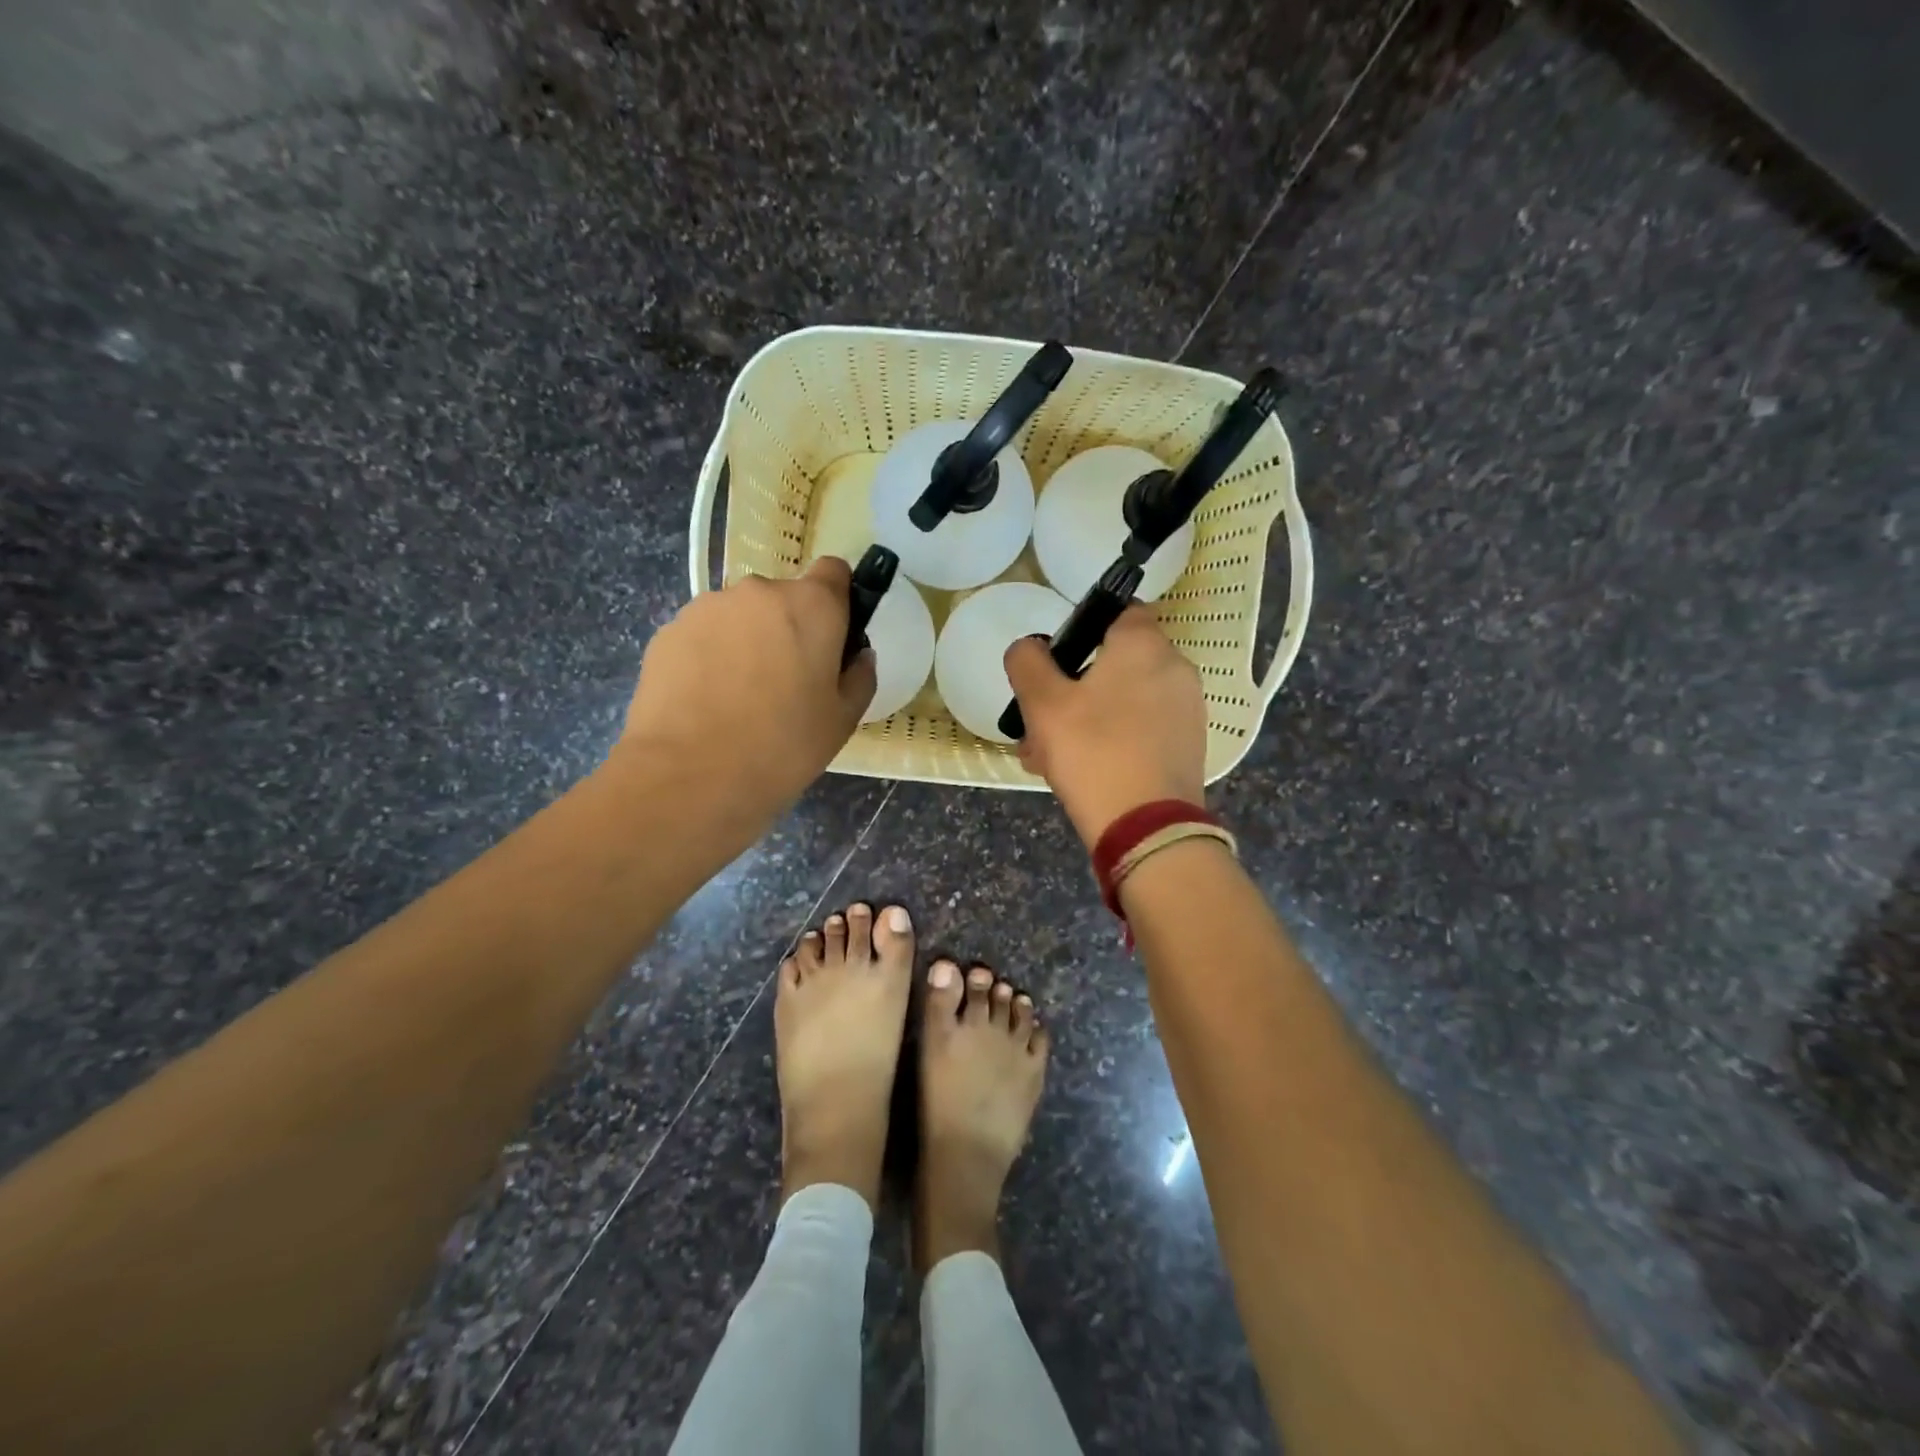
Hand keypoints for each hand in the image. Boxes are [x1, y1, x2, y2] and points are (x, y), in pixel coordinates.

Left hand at [620, 557, 875, 823]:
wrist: (690, 776)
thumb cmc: (783, 747)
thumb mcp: (843, 719)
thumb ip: (860, 676)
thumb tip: (856, 656)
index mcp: (811, 605)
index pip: (834, 571)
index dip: (837, 599)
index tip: (833, 636)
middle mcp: (759, 592)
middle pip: (784, 598)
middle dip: (788, 628)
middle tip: (786, 682)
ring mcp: (708, 608)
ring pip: (741, 616)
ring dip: (747, 641)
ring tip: (740, 697)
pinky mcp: (669, 631)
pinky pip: (704, 635)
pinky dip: (710, 657)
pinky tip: (707, 702)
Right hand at [1004, 606, 1205, 846]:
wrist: (1147, 828)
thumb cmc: (1092, 752)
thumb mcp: (1042, 703)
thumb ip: (1027, 662)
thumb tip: (1029, 647)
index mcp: (1144, 645)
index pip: (1119, 611)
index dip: (1084, 628)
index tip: (1057, 660)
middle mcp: (1175, 668)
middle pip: (1116, 662)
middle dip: (1074, 687)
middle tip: (1041, 720)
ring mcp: (1187, 709)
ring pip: (1124, 700)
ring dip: (1086, 718)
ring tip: (1049, 755)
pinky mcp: (1188, 745)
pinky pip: (1142, 728)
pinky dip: (1113, 738)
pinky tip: (1081, 771)